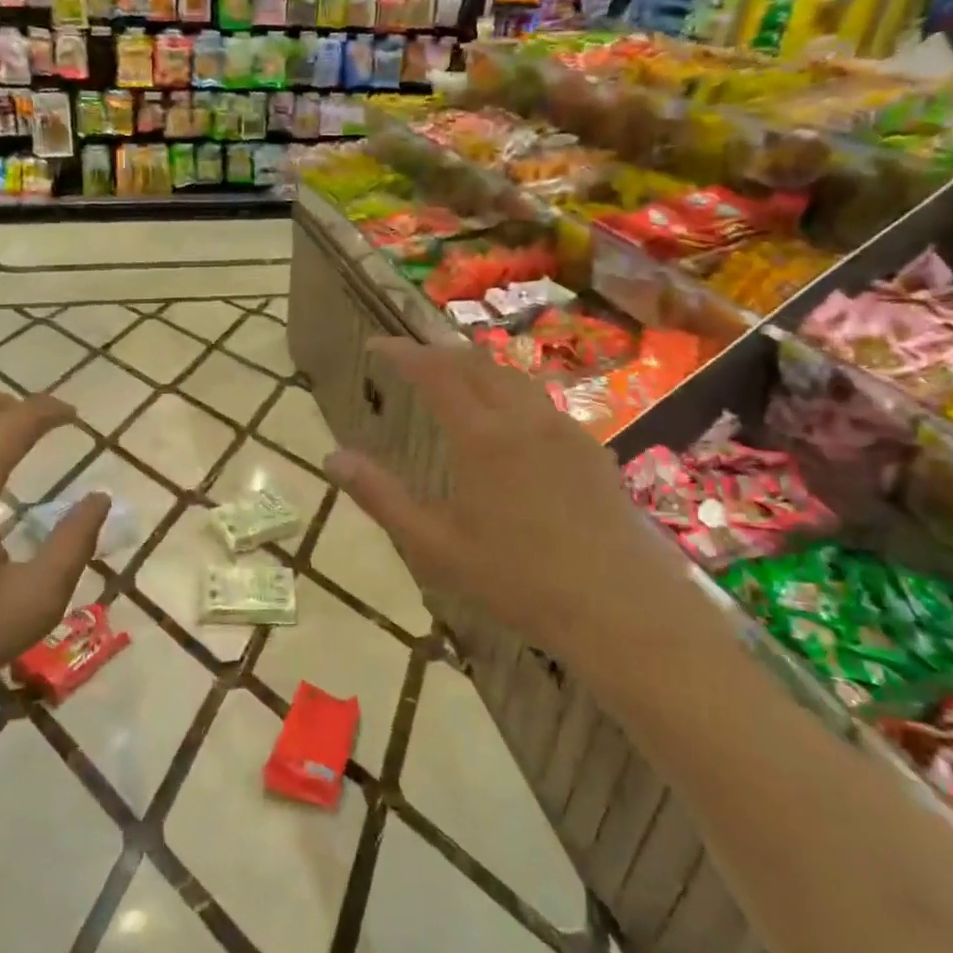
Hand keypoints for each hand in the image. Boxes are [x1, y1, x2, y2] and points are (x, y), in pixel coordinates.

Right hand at [324, 338, 680, 662]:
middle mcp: (524, 418)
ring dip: (476, 367)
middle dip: (438, 351)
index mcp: (481, 436)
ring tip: (453, 379)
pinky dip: (508, 392)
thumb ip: (381, 496)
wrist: (620, 607)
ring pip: (513, 377)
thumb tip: (332, 458)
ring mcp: (564, 430)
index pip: (435, 372)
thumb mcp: (434, 545)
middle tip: (409, 357)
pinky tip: (506, 422)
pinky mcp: (591, 449)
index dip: (402, 352)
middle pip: (477, 362)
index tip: (375, 345)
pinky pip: (541, 402)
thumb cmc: (517, 579)